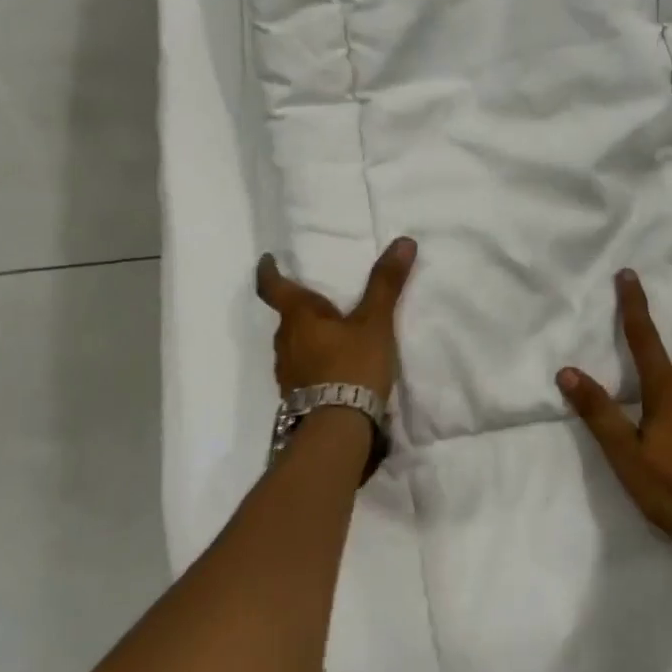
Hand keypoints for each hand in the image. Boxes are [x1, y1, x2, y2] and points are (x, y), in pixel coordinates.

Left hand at [255, 237, 416, 399]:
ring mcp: (286, 372)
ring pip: (294, 344)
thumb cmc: (352, 366)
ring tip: (334, 334)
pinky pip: (302, 368)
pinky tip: (335, 368)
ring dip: (309, 336)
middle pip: (287, 316)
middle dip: (302, 307)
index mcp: (298, 317)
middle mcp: (284, 342)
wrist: (338, 430)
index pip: (272, 287)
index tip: (267, 259)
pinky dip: (315, 361)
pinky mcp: (296, 396)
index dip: (269, 271)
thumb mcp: (375, 322)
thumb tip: (404, 241)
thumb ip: (386, 283)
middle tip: (323, 300)